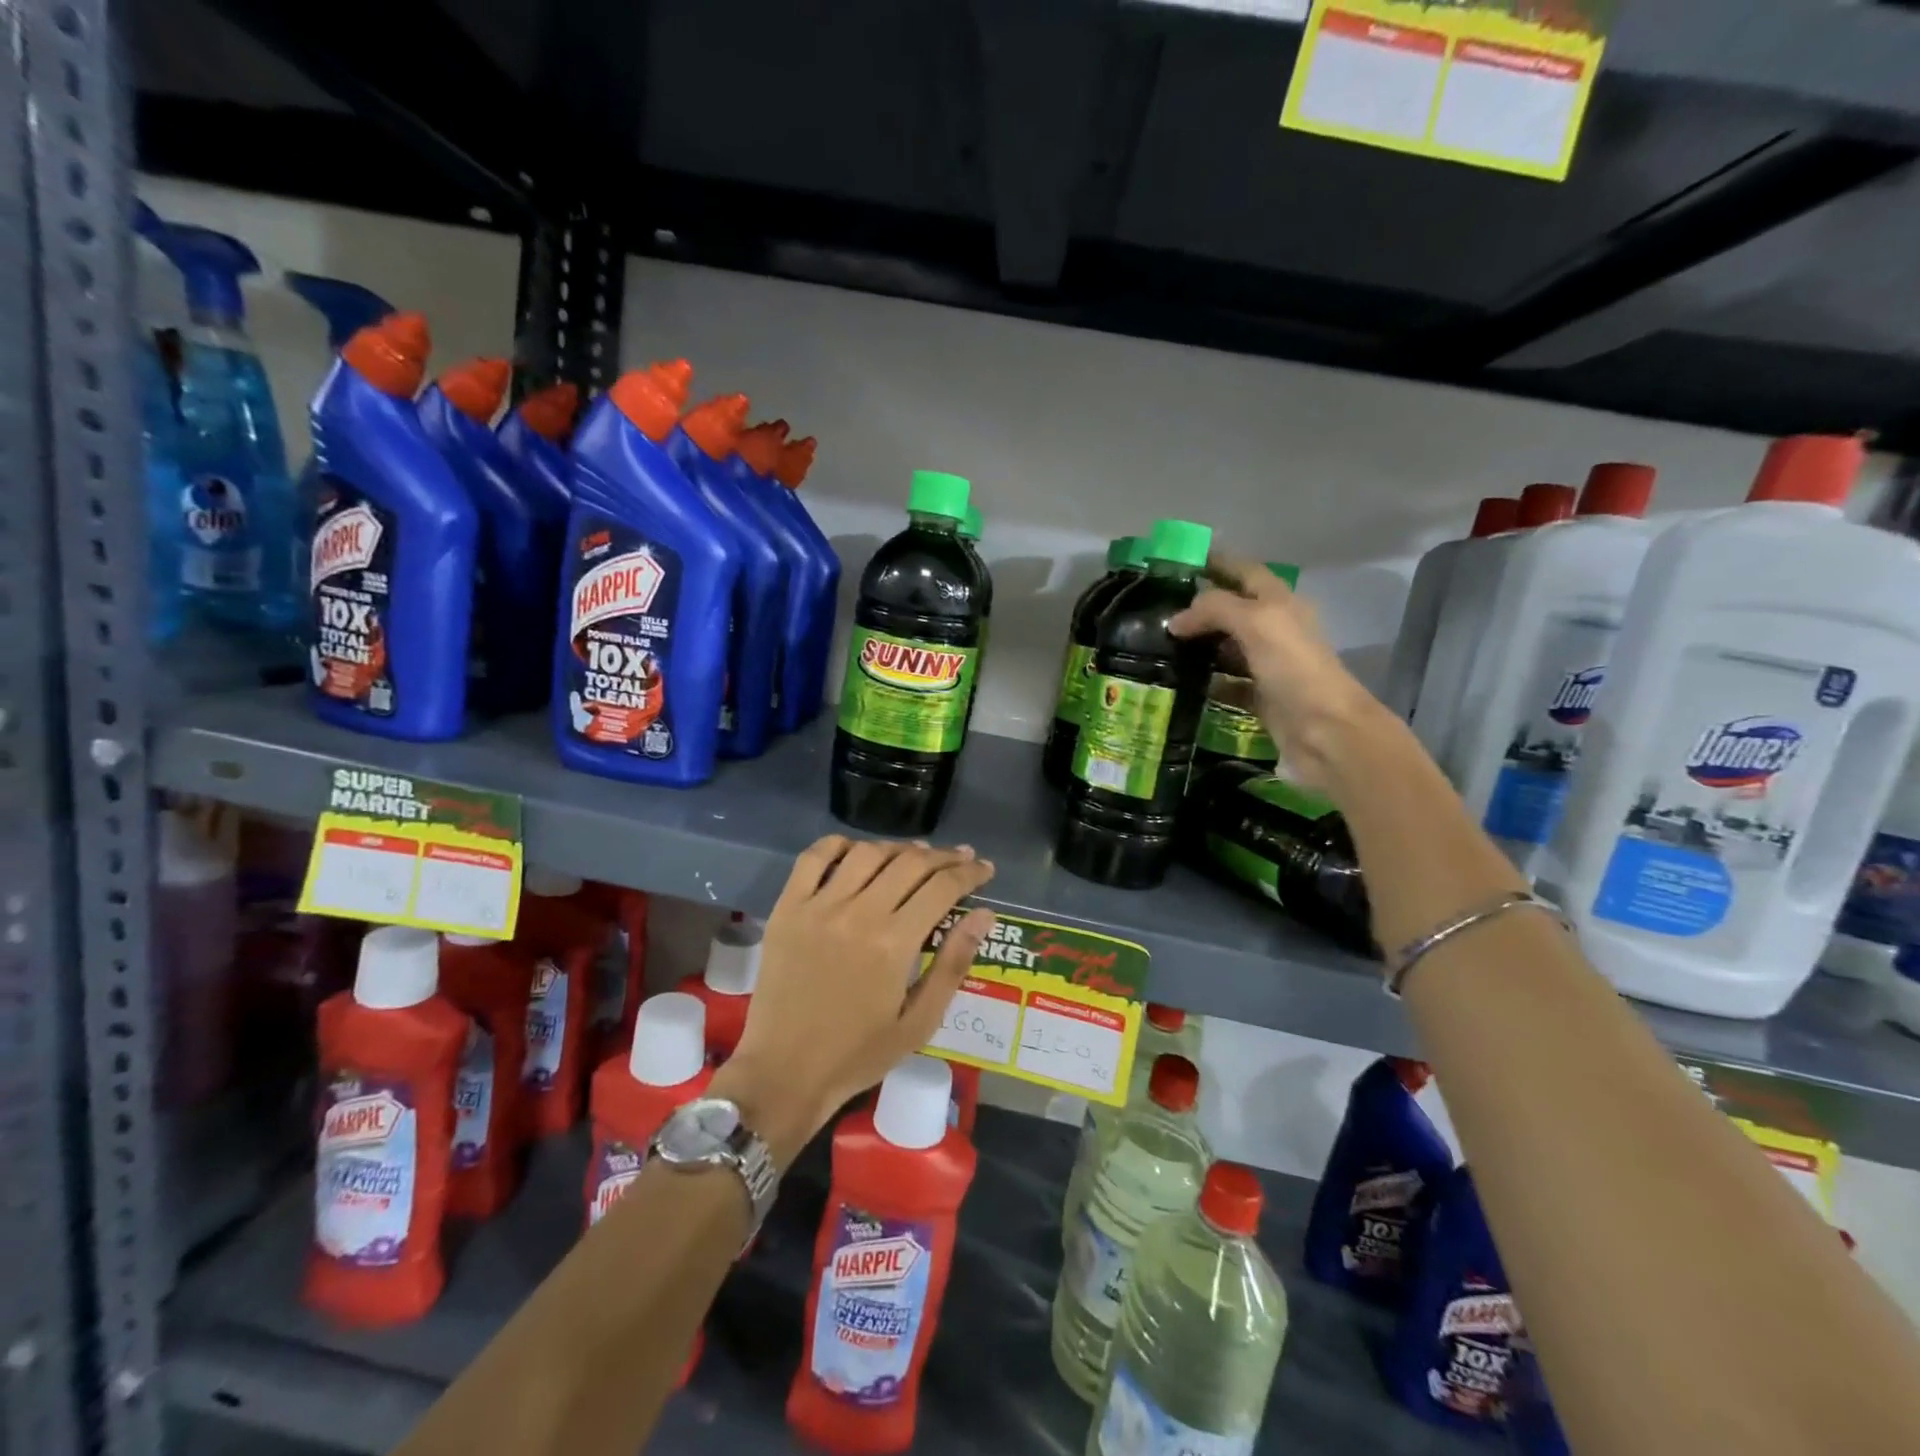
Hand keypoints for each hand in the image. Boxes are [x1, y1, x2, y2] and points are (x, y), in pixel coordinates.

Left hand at [712, 837, 995, 1164]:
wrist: (784, 1072)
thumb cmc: (858, 1054)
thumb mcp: (919, 1022)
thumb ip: (953, 964)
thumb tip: (984, 914)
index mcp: (894, 943)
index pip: (942, 887)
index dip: (969, 873)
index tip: (985, 869)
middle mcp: (858, 913)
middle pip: (910, 863)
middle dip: (944, 856)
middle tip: (961, 859)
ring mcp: (818, 906)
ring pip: (867, 853)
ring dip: (898, 848)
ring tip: (916, 855)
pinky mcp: (787, 908)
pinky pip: (813, 858)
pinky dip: (839, 845)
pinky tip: (858, 851)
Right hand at [1170, 552, 1381, 790]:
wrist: (1326, 731)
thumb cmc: (1295, 669)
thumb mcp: (1257, 623)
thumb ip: (1215, 609)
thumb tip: (1176, 619)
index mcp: (1280, 603)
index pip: (1245, 572)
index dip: (1217, 563)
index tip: (1179, 563)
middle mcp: (1275, 629)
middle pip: (1234, 608)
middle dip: (1200, 605)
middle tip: (1159, 608)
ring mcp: (1269, 665)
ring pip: (1228, 646)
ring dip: (1200, 643)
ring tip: (1161, 642)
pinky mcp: (1261, 698)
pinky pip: (1227, 684)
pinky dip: (1206, 681)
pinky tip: (1181, 681)